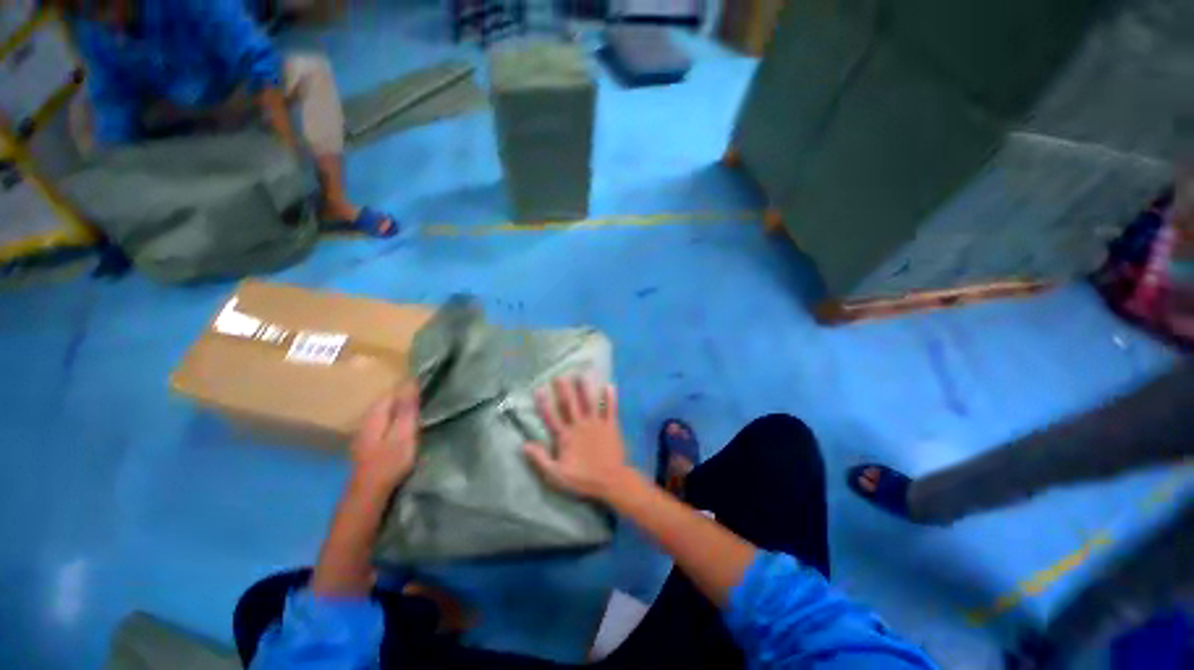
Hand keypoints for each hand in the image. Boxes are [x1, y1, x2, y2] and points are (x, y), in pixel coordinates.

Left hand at [350, 381, 419, 489]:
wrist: (368, 492)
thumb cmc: (390, 461)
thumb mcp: (404, 433)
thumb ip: (407, 408)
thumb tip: (410, 381)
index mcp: (376, 413)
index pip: (393, 390)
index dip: (410, 387)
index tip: (428, 388)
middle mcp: (367, 417)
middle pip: (388, 399)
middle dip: (405, 396)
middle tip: (426, 399)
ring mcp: (365, 430)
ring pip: (385, 410)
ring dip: (400, 408)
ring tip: (419, 411)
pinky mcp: (368, 441)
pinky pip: (384, 421)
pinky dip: (395, 419)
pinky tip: (404, 426)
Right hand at [523, 377, 632, 500]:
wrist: (610, 481)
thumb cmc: (582, 478)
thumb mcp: (556, 475)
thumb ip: (540, 459)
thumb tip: (524, 445)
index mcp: (565, 437)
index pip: (551, 417)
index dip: (544, 403)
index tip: (539, 389)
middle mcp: (579, 426)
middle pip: (570, 405)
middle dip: (564, 389)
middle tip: (560, 375)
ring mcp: (596, 424)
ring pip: (589, 403)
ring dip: (586, 388)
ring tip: (583, 373)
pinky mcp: (610, 426)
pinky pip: (610, 410)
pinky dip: (610, 398)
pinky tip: (610, 385)